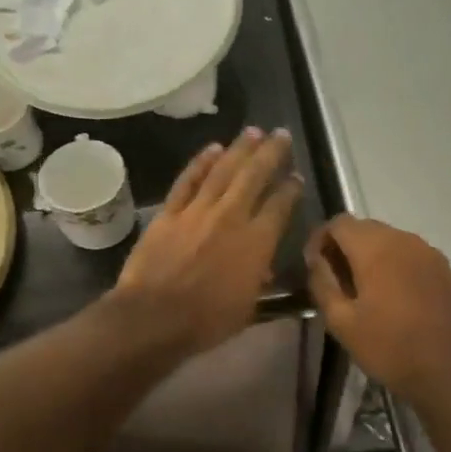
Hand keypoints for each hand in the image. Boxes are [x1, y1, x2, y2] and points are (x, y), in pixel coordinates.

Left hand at [112, 129, 301, 358]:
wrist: (154, 317)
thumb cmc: (206, 321)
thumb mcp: (247, 307)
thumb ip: (258, 279)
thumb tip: (262, 265)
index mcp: (256, 242)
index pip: (280, 206)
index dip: (291, 189)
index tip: (297, 176)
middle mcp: (231, 217)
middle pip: (255, 176)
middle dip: (271, 153)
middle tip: (281, 134)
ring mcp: (198, 211)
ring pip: (223, 170)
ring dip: (240, 149)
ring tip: (253, 131)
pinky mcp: (170, 212)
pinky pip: (188, 180)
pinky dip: (201, 162)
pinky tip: (213, 149)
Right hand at [305, 216, 450, 407]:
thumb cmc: (390, 349)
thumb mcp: (342, 322)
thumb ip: (322, 283)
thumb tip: (316, 259)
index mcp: (376, 249)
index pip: (339, 222)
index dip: (320, 238)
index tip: (314, 265)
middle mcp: (405, 241)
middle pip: (367, 228)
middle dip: (346, 246)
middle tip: (337, 279)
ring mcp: (432, 255)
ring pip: (393, 241)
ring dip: (373, 256)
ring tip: (366, 290)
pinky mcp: (449, 272)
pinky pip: (415, 258)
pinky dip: (398, 268)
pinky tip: (398, 299)